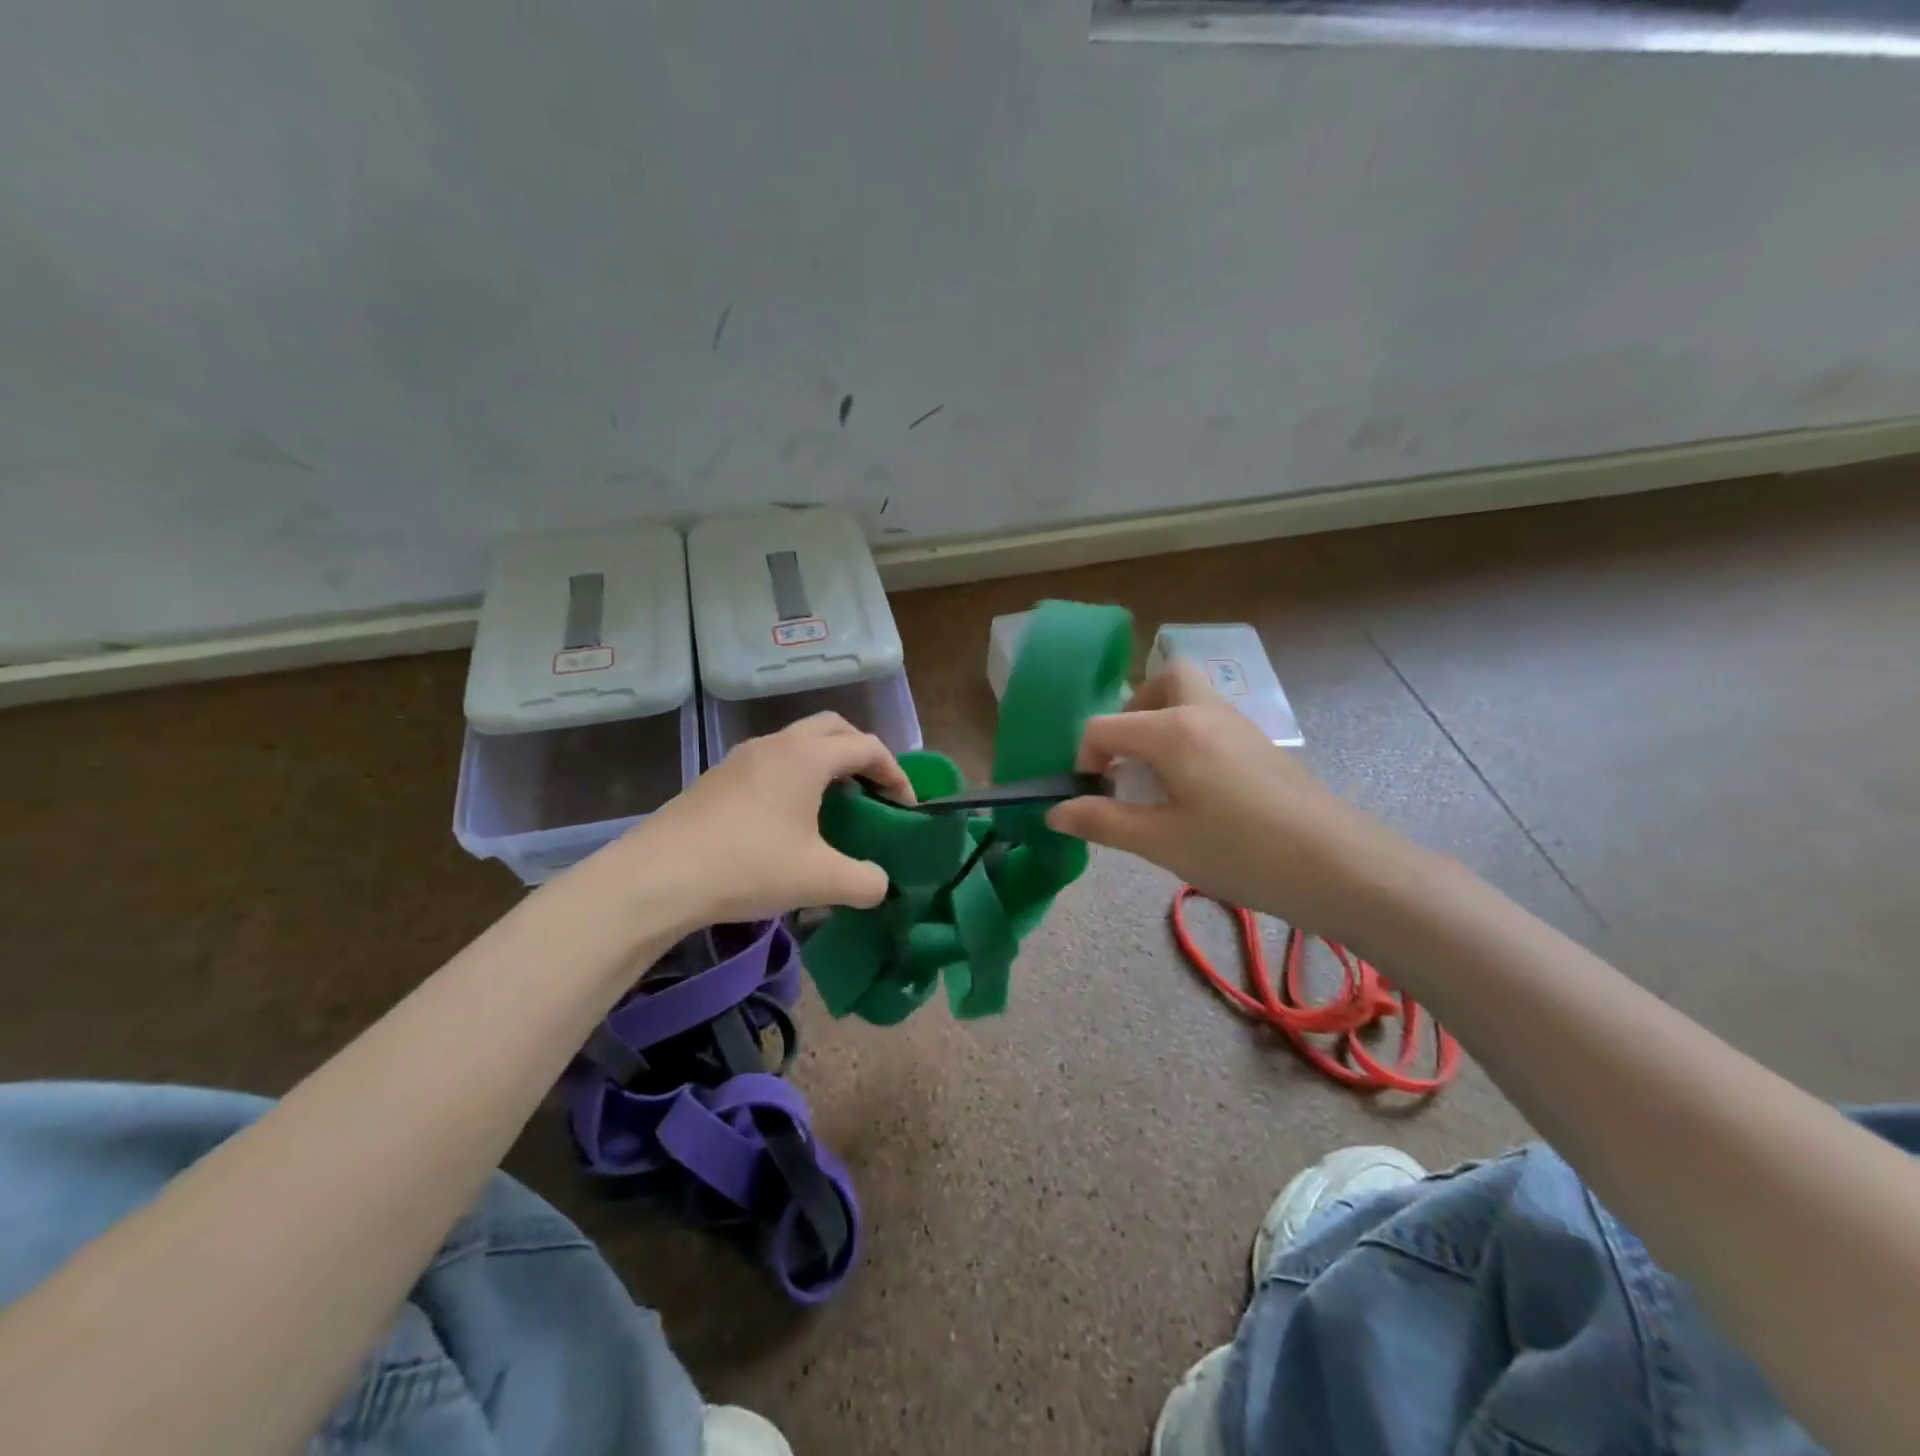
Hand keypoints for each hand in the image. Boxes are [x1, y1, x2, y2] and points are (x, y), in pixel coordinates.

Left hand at [618, 712, 913, 927]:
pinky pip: (771, 762)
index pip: (867, 746)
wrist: (656, 878)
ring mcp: (741, 758)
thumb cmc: (747, 867)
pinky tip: (789, 820)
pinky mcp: (718, 778)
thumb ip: (865, 882)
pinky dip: (795, 776)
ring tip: (834, 806)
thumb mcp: (819, 880)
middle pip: (833, 728)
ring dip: (826, 763)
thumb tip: (881, 884)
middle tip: (873, 790)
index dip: (896, 774)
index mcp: (806, 756)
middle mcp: (776, 744)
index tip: (906, 808)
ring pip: (798, 742)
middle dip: (861, 753)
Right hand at [1045, 663, 1415, 941]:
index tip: (1092, 798)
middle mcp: (1205, 711)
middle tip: (1126, 760)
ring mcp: (1239, 725)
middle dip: (1132, 713)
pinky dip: (1189, 739)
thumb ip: (1103, 821)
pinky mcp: (1261, 745)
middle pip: (1162, 680)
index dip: (1085, 760)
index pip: (1104, 726)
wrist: (1339, 867)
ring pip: (1190, 698)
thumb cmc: (1240, 852)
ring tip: (1157, 779)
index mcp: (1172, 729)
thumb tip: (1054, 812)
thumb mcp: (1161, 842)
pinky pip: (1212, 721)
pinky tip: (1195, 790)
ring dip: (1162, 724)